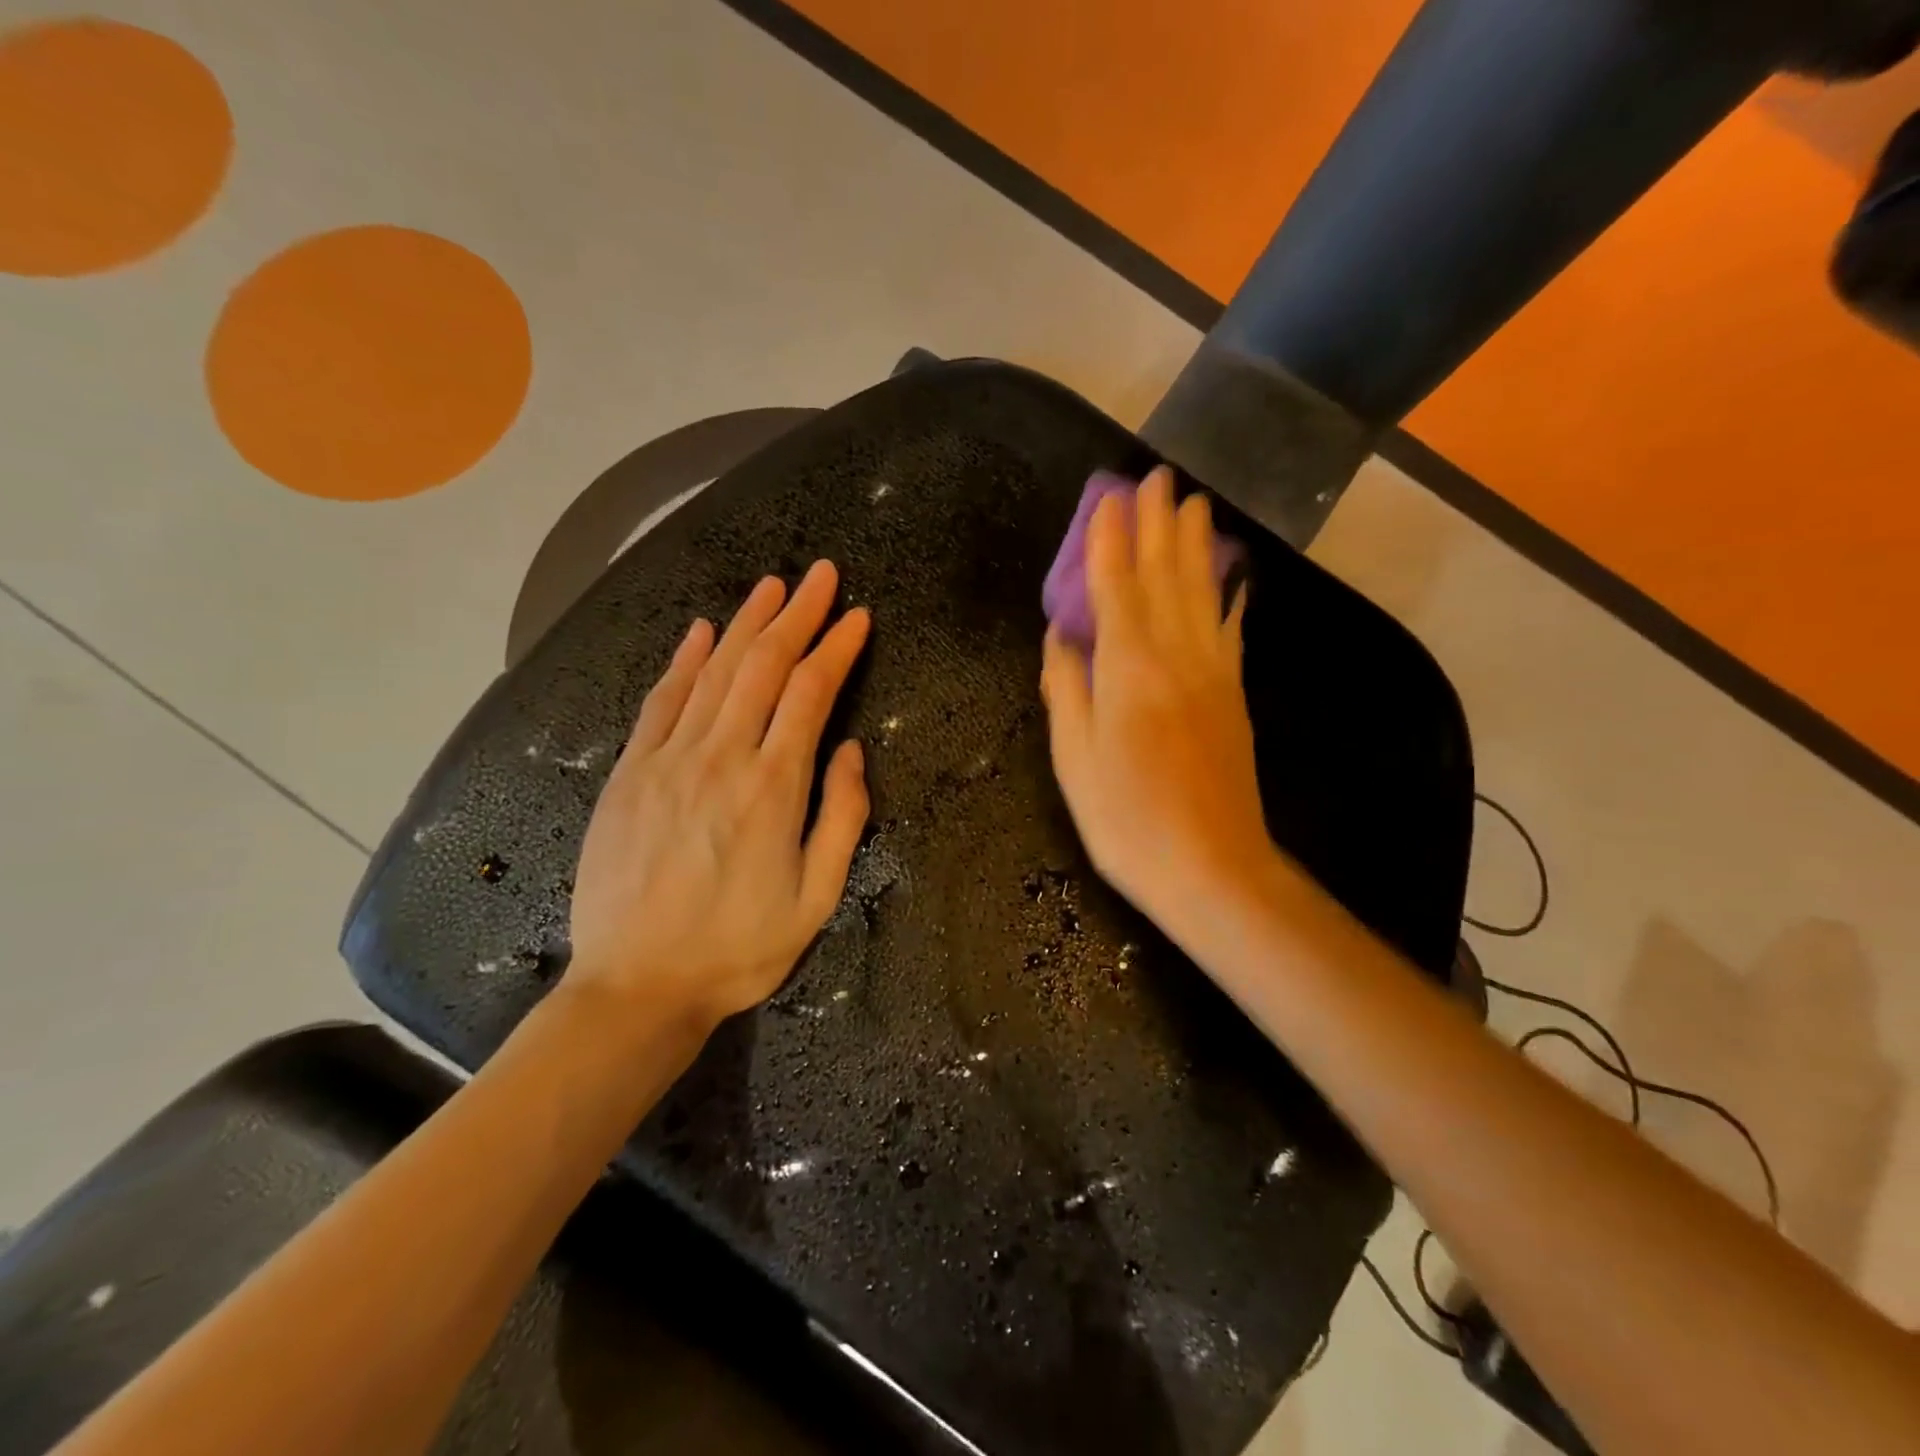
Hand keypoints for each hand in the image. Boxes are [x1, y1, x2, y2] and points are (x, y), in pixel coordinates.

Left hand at [568, 562, 870, 1035]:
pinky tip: (700, 631)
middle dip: (797, 614)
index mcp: (773, 786)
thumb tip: (851, 749)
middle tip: (821, 575)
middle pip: (763, 665)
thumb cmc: (739, 949)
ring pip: (713, 672)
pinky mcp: (630, 773)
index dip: (837, 648)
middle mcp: (721, 756)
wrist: (635, 987)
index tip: (858, 617)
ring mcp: (668, 760)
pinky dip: (683, 661)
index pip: (811, 693)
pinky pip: (660, 702)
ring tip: (771, 586)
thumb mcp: (817, 897)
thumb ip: (841, 816)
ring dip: (745, 623)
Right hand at [1040, 467, 1274, 936]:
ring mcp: (1213, 674)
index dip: (1111, 541)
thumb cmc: (1128, 821)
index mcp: (1129, 670)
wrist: (1213, 870)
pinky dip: (1227, 597)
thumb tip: (1060, 636)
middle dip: (1158, 525)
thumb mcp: (1075, 761)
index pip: (1115, 588)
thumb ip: (1067, 689)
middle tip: (1157, 478)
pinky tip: (1232, 579)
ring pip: (1203, 594)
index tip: (1110, 497)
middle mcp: (1176, 657)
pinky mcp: (1234, 696)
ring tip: (1193, 505)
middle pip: (1165, 577)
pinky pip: (1229, 631)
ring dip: (1195, 546)